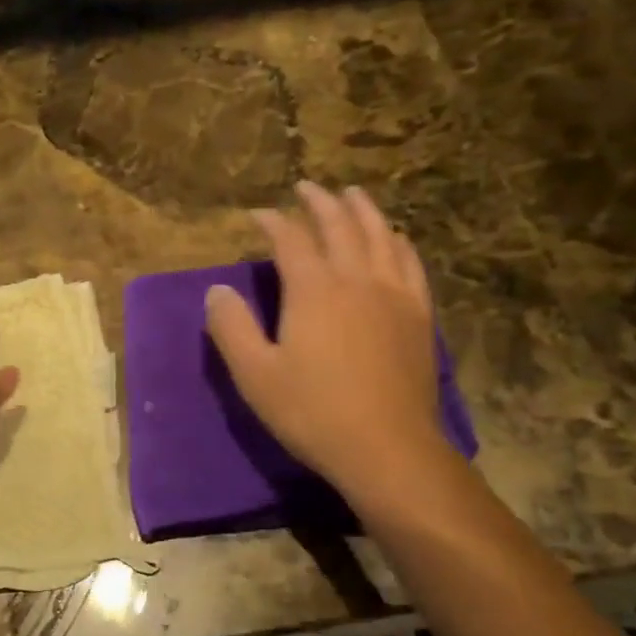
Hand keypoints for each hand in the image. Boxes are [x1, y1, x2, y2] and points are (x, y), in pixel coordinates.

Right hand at [206, 182, 454, 510]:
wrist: (387, 448)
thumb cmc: (313, 412)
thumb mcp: (254, 375)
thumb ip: (231, 327)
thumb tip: (217, 290)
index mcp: (314, 290)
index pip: (291, 240)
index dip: (273, 222)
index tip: (259, 214)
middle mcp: (356, 279)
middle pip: (339, 225)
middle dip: (320, 202)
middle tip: (307, 187)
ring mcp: (394, 294)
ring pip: (380, 235)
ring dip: (363, 210)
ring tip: (352, 195)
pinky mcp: (418, 315)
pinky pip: (410, 263)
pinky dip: (398, 242)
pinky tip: (395, 239)